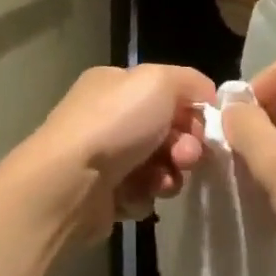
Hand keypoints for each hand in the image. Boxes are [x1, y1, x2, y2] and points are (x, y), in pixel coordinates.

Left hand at [0, 64, 216, 243]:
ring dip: (169, 174)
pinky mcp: (102, 194)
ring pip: (158, 165)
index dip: (190, 109)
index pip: (166, 92)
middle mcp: (107, 117)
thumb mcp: (158, 81)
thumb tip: (206, 95)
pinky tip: (136, 195)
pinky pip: (141, 193)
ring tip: (161, 181)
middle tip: (185, 158)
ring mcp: (103, 157)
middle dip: (184, 146)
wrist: (70, 183)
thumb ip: (189, 81)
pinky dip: (144, 195)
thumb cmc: (115, 124)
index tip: (202, 127)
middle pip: (166, 131)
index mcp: (115, 84)